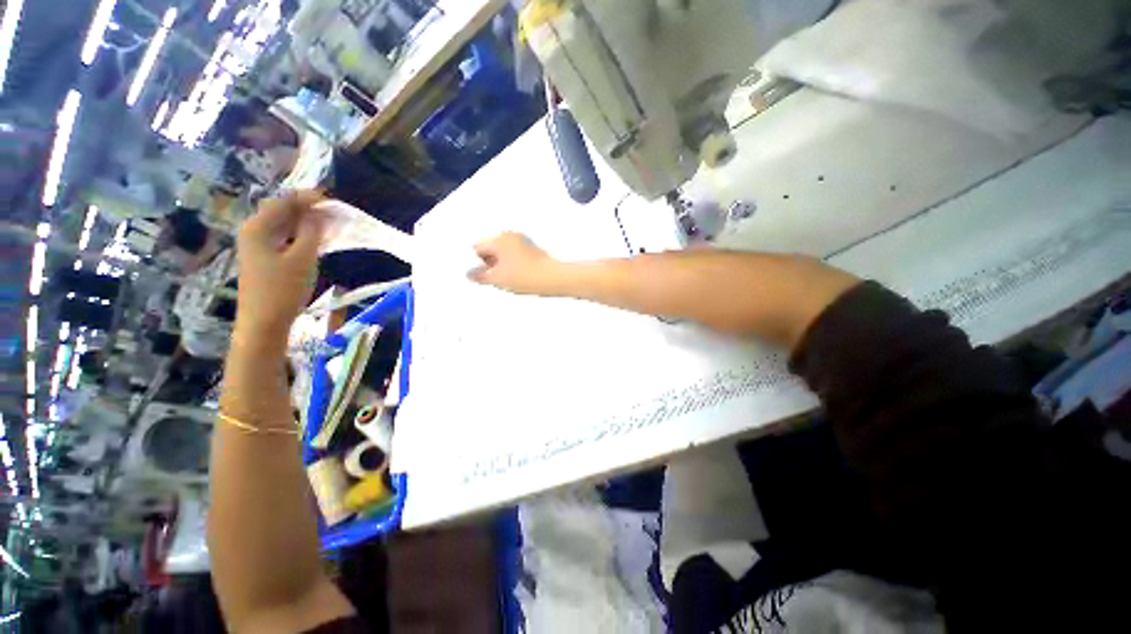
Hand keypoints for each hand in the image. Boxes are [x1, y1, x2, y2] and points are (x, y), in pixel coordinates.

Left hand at [235, 192, 324, 339]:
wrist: (264, 322)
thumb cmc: (283, 289)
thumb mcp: (302, 258)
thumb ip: (311, 232)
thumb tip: (317, 213)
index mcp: (258, 227)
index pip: (283, 201)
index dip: (307, 197)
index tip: (331, 199)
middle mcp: (253, 231)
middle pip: (280, 211)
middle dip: (306, 208)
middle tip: (332, 211)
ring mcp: (256, 246)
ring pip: (282, 224)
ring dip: (304, 221)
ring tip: (327, 223)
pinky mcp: (263, 258)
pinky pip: (283, 237)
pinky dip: (299, 234)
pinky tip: (314, 239)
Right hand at [469, 232, 563, 295]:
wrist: (552, 278)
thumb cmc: (526, 276)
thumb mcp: (498, 279)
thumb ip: (479, 276)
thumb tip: (470, 274)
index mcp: (499, 239)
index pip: (477, 246)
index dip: (476, 261)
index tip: (479, 274)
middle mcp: (510, 235)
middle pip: (490, 247)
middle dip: (488, 262)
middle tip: (493, 277)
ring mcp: (522, 240)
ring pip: (503, 251)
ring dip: (500, 263)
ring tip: (507, 278)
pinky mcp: (531, 248)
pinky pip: (514, 254)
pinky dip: (511, 263)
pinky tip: (516, 275)